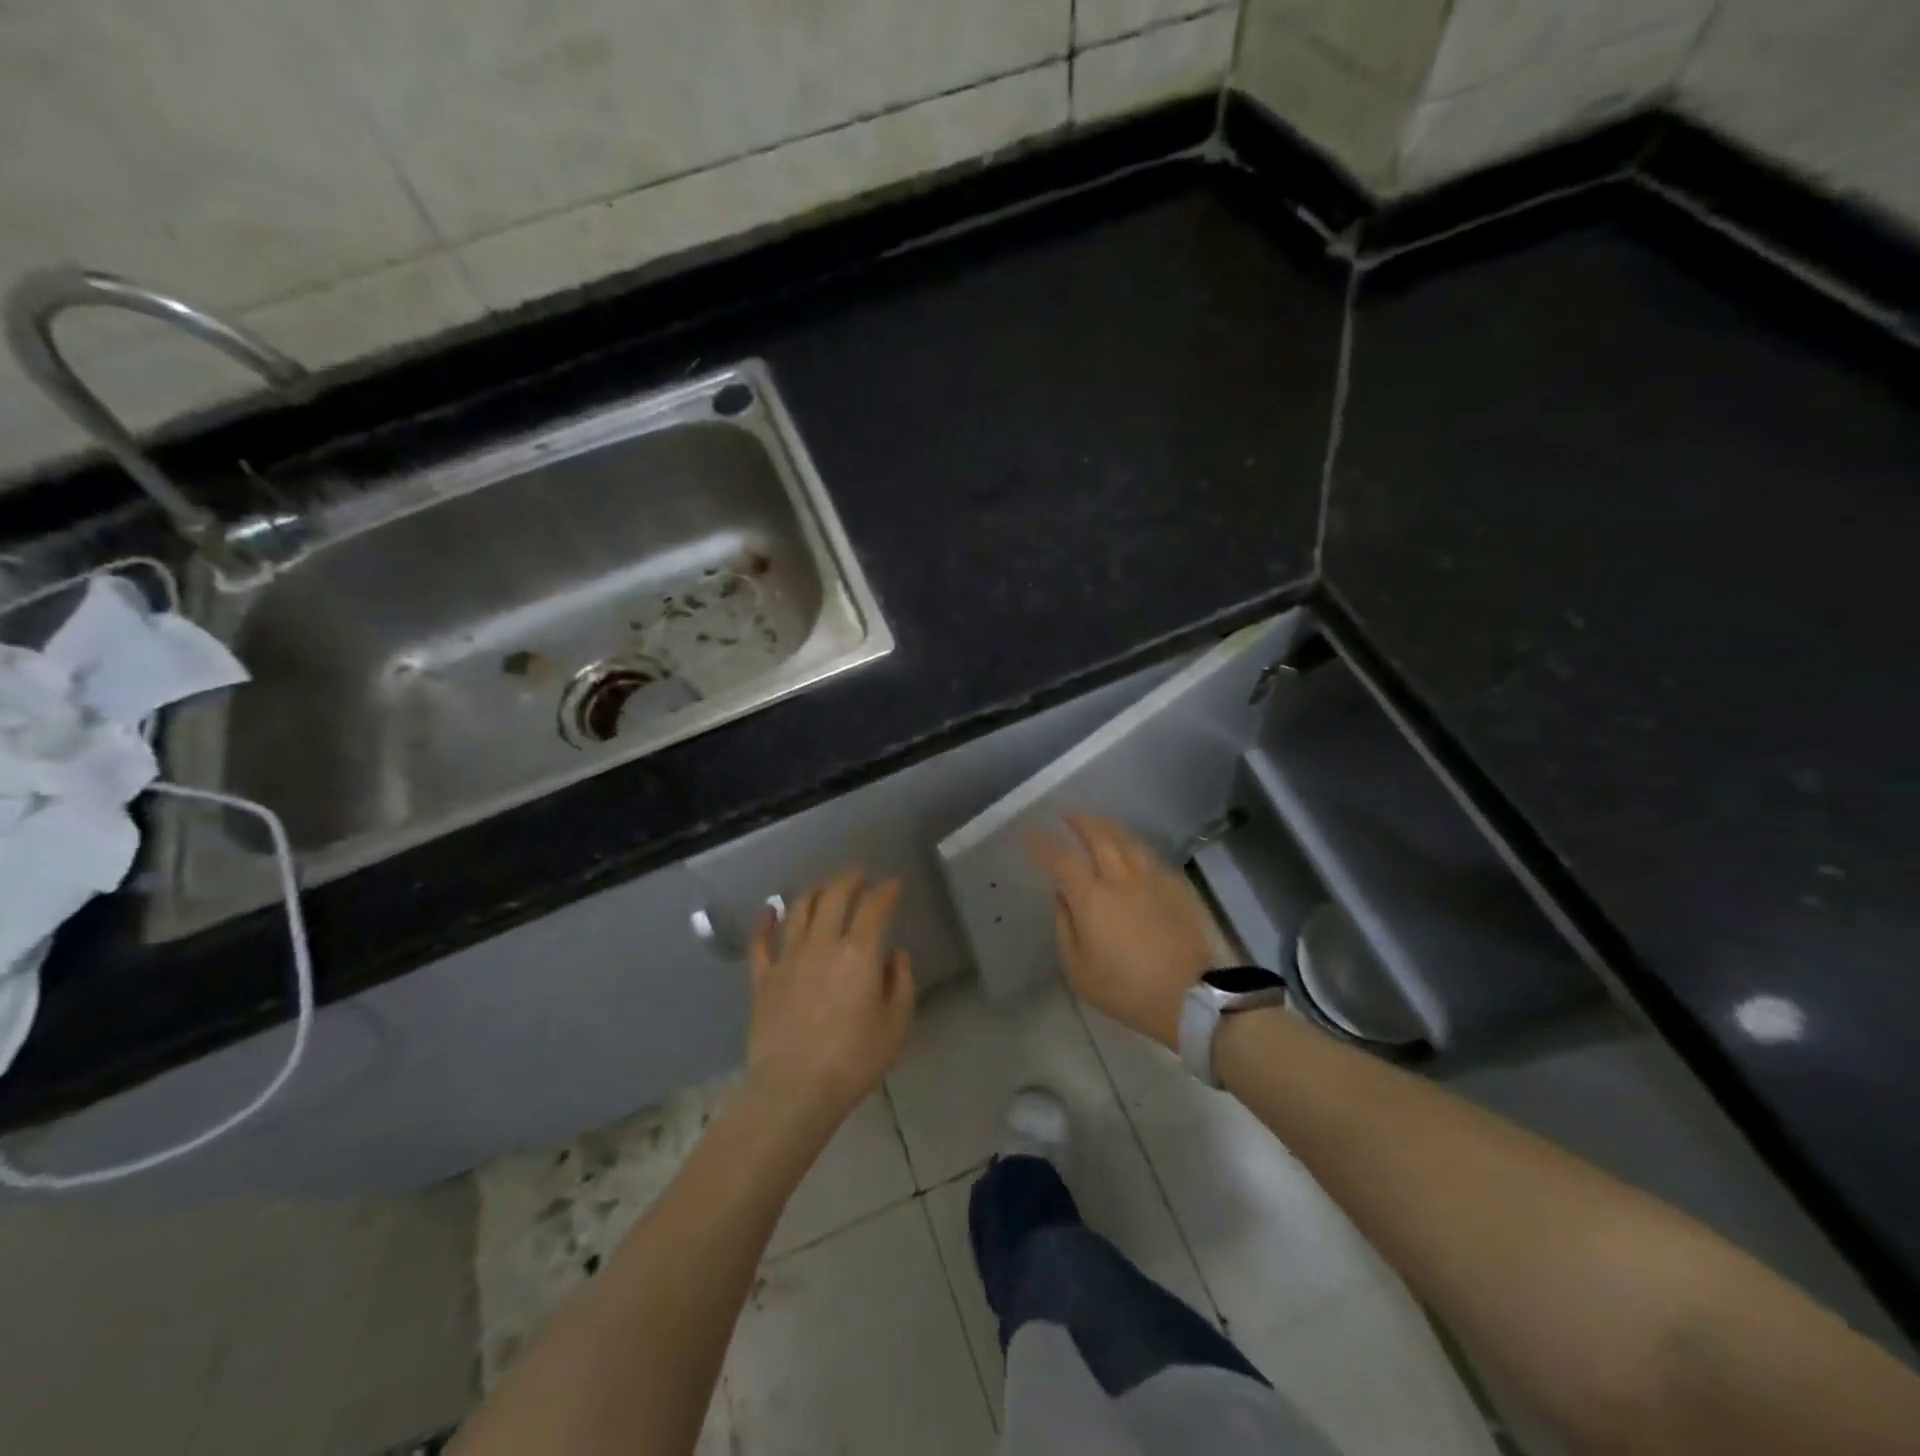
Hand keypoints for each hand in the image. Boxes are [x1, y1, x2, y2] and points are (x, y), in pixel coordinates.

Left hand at [744, 869, 915, 1128]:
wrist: (794, 1089)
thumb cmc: (854, 1059)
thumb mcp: (896, 1025)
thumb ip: (900, 983)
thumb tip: (895, 955)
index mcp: (859, 952)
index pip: (874, 907)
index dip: (886, 890)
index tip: (894, 884)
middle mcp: (822, 943)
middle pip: (834, 895)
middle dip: (849, 879)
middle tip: (859, 875)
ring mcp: (788, 958)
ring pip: (799, 909)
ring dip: (814, 891)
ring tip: (824, 888)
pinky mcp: (762, 978)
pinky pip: (760, 941)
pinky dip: (766, 921)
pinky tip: (770, 910)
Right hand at [1029, 815, 1215, 1049]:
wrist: (1192, 996)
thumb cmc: (1128, 989)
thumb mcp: (1080, 970)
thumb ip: (1065, 927)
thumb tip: (1062, 896)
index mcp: (1092, 897)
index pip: (1061, 858)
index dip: (1043, 843)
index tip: (1031, 836)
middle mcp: (1120, 877)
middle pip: (1099, 835)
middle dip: (1080, 821)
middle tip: (1068, 817)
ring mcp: (1152, 878)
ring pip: (1127, 839)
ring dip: (1108, 827)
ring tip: (1098, 826)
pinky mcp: (1176, 885)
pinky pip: (1149, 854)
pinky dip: (1133, 845)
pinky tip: (1131, 850)